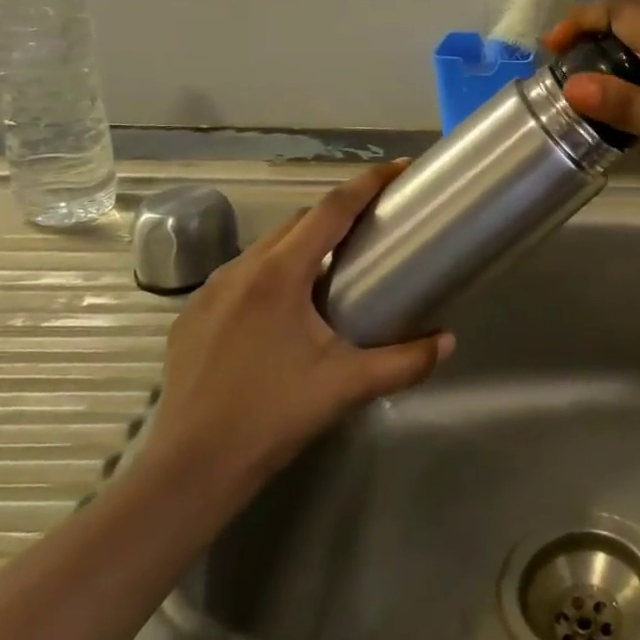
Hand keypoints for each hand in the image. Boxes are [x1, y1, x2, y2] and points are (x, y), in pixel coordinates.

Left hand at [142, 163, 453, 498]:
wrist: (190, 470)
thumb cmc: (273, 416)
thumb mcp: (348, 385)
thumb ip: (406, 361)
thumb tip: (449, 342)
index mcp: (280, 274)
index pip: (332, 209)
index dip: (368, 183)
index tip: (399, 168)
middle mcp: (241, 270)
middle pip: (299, 222)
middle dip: (339, 211)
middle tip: (375, 218)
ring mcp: (209, 292)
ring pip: (267, 247)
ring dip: (304, 242)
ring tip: (334, 262)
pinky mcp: (191, 317)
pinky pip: (241, 276)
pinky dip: (273, 271)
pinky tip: (286, 305)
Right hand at [544, 0, 639, 214]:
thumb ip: (630, 107)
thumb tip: (571, 83)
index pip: (623, 9)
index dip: (582, 18)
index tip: (551, 49)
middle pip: (633, 28)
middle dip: (591, 44)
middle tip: (563, 83)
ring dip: (614, 73)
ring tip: (589, 111)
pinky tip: (636, 135)